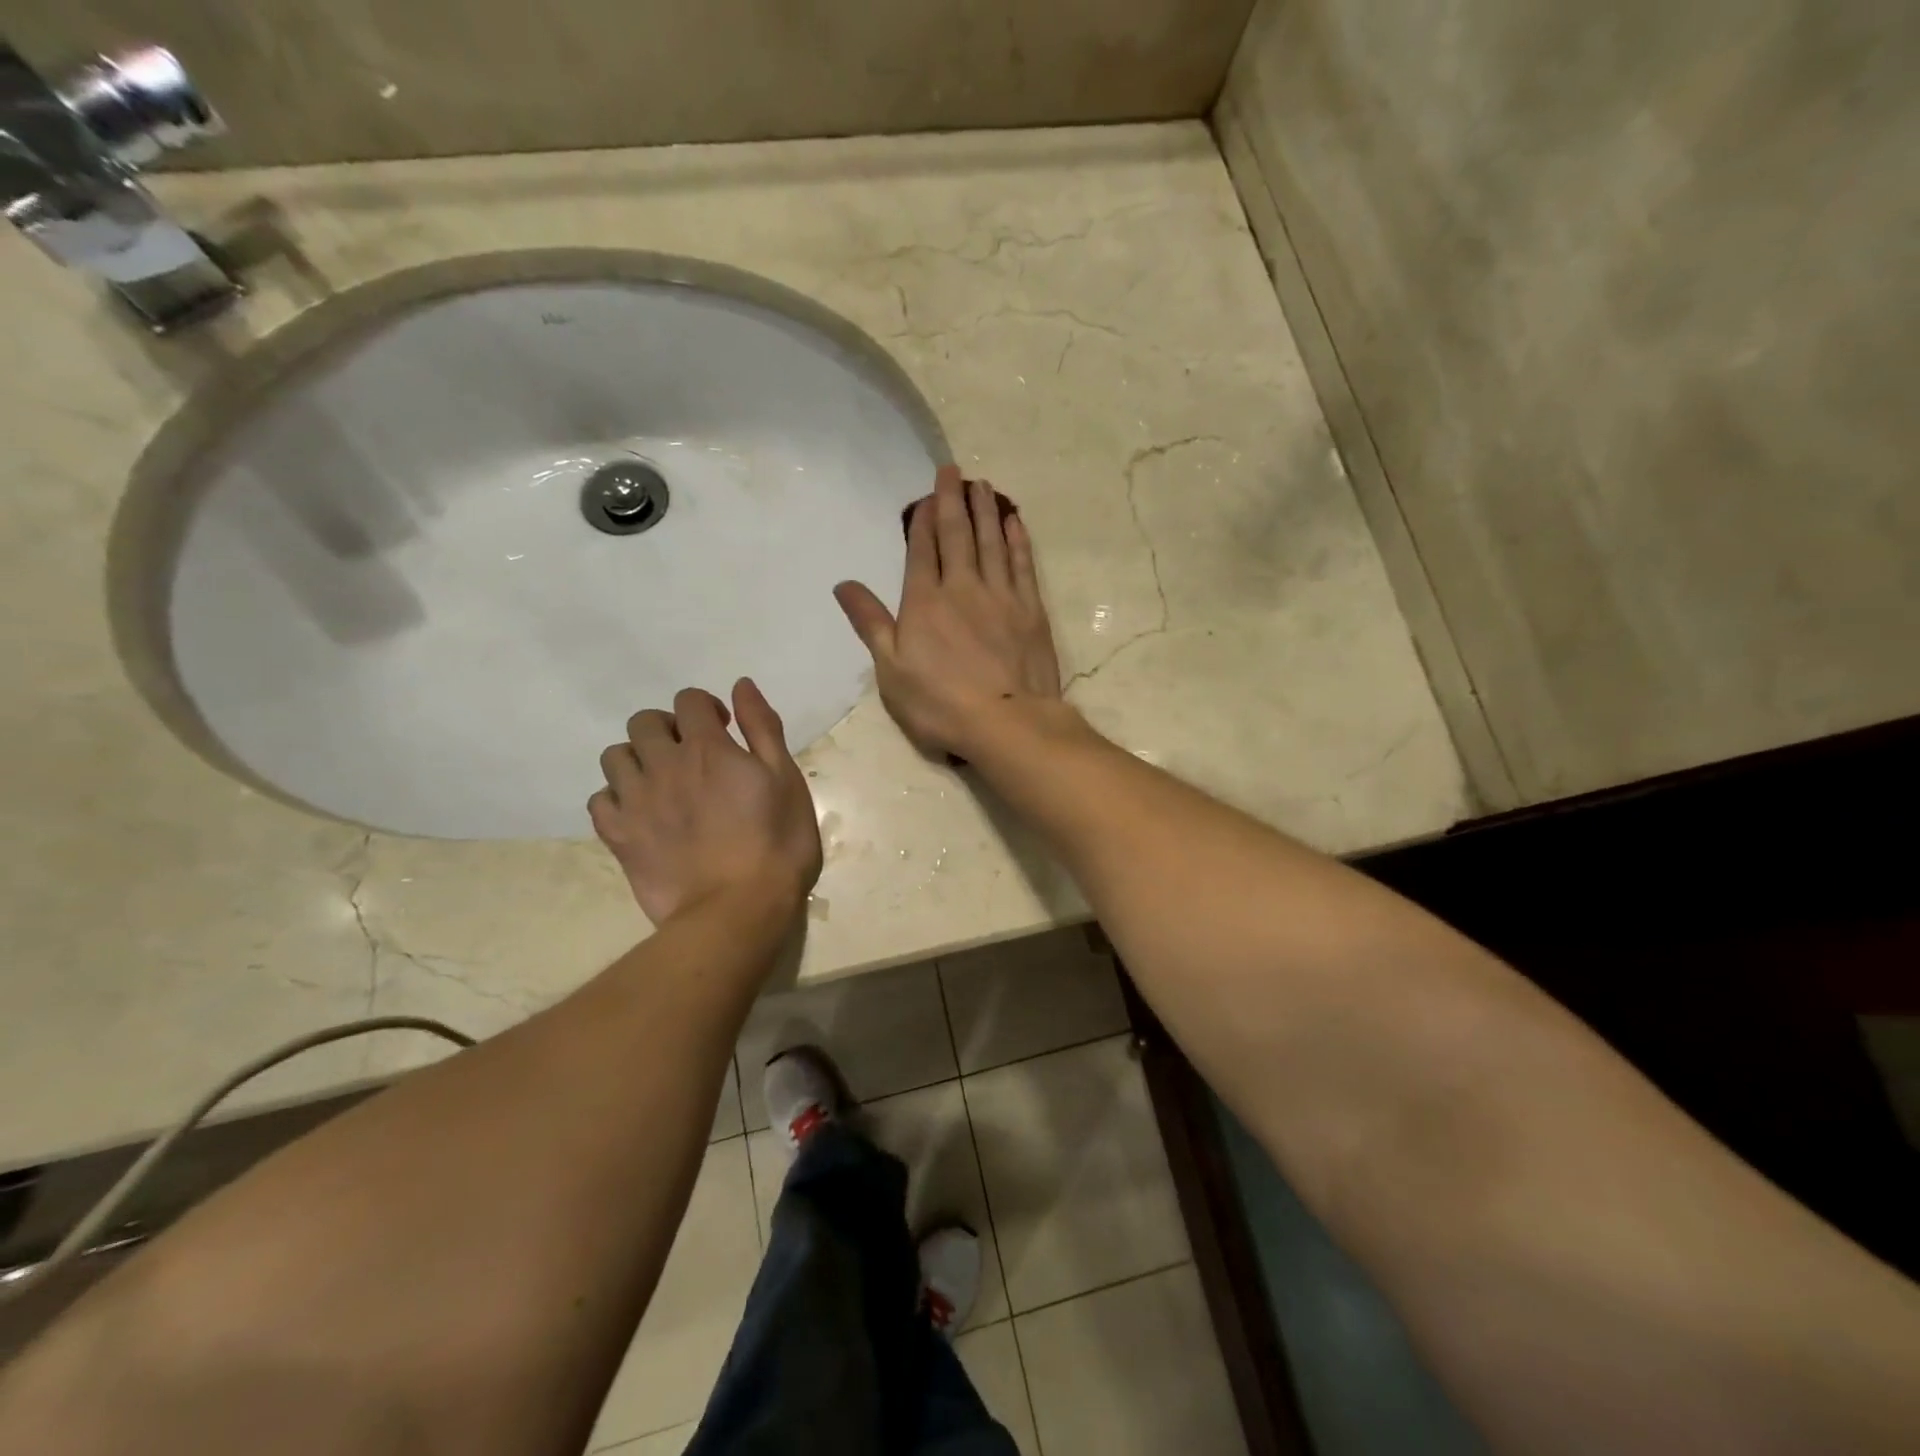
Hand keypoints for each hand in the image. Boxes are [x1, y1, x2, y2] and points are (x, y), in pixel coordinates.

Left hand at [589, 680, 822, 925]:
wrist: (738, 910)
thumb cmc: (777, 843)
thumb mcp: (786, 780)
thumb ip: (763, 728)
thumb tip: (741, 686)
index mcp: (708, 748)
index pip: (688, 700)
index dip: (706, 708)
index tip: (724, 730)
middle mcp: (664, 765)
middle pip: (644, 722)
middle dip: (668, 728)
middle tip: (692, 755)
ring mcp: (636, 802)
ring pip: (615, 756)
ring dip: (638, 758)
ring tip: (662, 782)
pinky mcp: (619, 837)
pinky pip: (599, 800)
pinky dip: (616, 798)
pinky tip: (640, 812)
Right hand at [835, 466, 1062, 757]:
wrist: (1007, 721)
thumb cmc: (940, 703)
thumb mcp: (891, 670)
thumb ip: (871, 623)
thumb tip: (843, 584)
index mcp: (925, 603)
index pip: (922, 551)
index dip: (922, 521)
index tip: (925, 497)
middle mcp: (963, 588)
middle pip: (957, 535)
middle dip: (952, 501)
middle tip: (953, 471)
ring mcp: (1001, 596)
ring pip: (991, 542)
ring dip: (985, 511)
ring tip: (982, 485)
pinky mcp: (1031, 610)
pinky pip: (1022, 564)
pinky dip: (1017, 540)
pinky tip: (1014, 523)